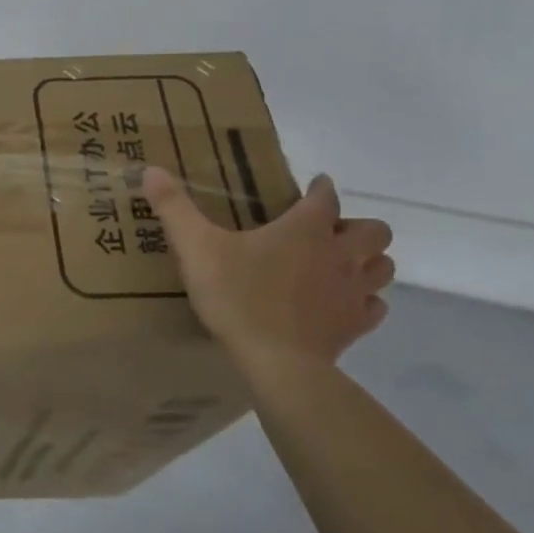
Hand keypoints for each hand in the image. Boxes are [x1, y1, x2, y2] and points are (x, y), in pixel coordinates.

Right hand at [141, 168, 393, 366]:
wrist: (276, 363)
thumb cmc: (237, 297)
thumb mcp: (195, 247)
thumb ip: (174, 208)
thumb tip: (150, 169)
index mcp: (306, 229)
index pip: (326, 197)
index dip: (320, 189)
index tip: (313, 187)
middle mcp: (340, 254)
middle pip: (374, 231)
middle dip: (356, 227)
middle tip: (325, 234)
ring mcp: (353, 292)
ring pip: (383, 267)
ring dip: (368, 261)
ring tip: (338, 265)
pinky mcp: (356, 326)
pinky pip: (375, 306)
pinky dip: (364, 300)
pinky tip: (339, 304)